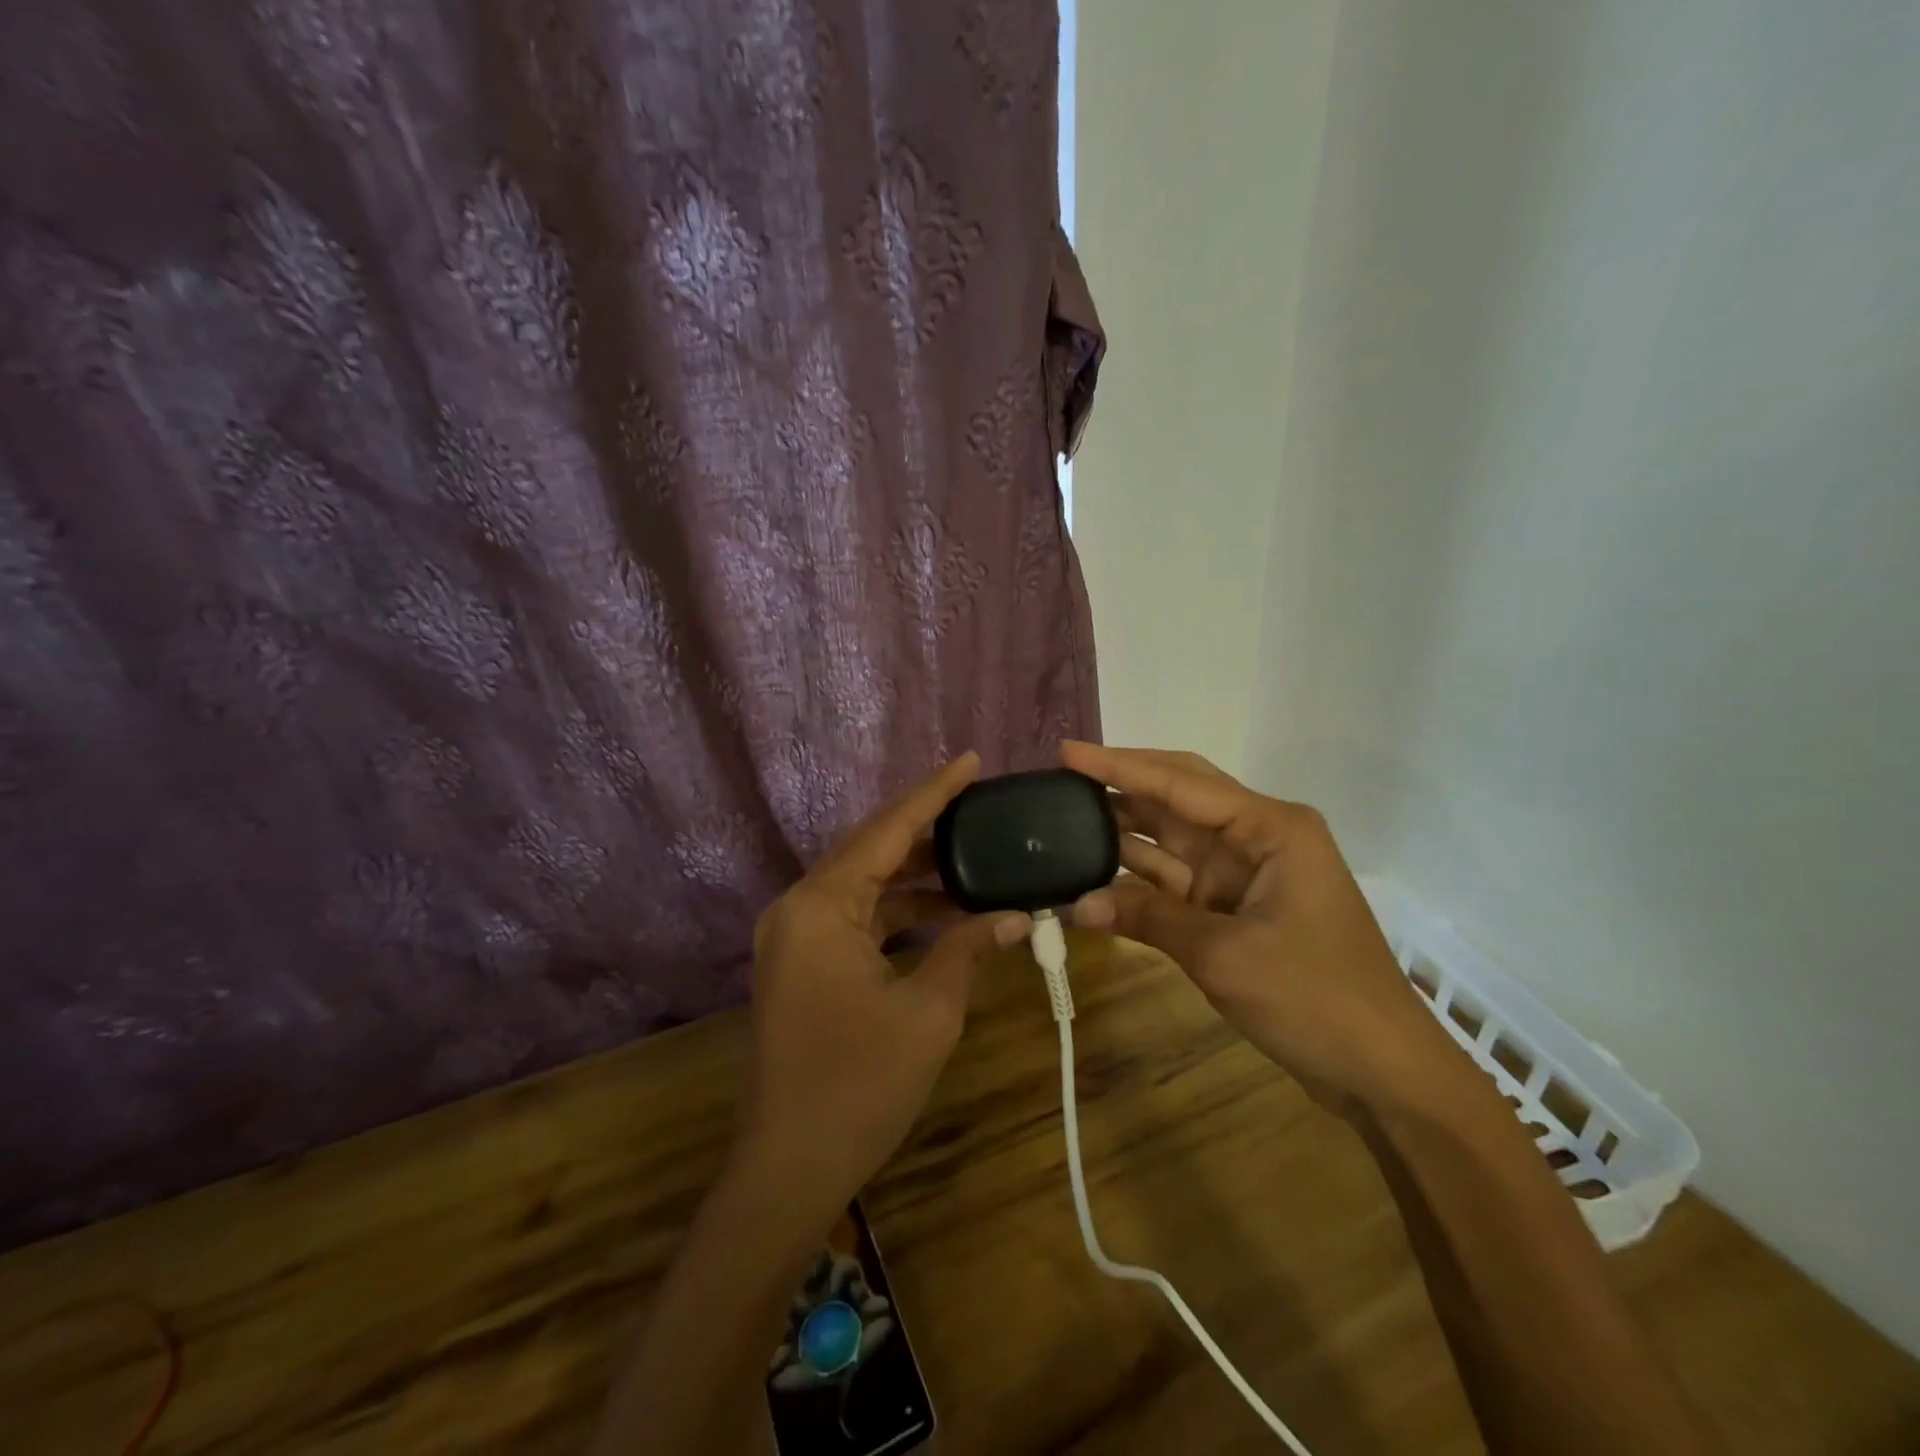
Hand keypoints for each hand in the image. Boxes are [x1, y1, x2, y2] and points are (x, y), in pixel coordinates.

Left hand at [733, 752, 1031, 1227]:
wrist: (789, 1168)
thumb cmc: (860, 1085)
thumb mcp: (928, 1012)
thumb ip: (969, 949)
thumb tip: (1019, 916)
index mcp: (821, 905)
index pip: (887, 830)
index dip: (934, 793)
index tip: (972, 761)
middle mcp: (799, 907)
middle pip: (871, 849)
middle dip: (927, 829)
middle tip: (981, 808)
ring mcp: (795, 937)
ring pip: (865, 885)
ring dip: (916, 876)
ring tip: (975, 859)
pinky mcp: (802, 964)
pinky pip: (856, 917)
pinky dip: (899, 912)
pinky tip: (945, 913)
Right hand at [1060, 742, 1475, 1118]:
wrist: (1382, 1071)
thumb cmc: (1316, 999)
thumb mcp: (1225, 955)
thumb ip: (1149, 918)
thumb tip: (1078, 903)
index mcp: (1270, 827)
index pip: (1180, 783)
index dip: (1118, 766)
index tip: (1066, 752)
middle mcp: (1256, 837)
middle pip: (1177, 797)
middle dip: (1121, 785)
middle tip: (1061, 777)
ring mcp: (1244, 873)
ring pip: (1171, 839)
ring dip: (1123, 833)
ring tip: (1063, 819)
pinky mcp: (1234, 908)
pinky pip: (1175, 881)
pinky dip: (1137, 881)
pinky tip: (1093, 875)